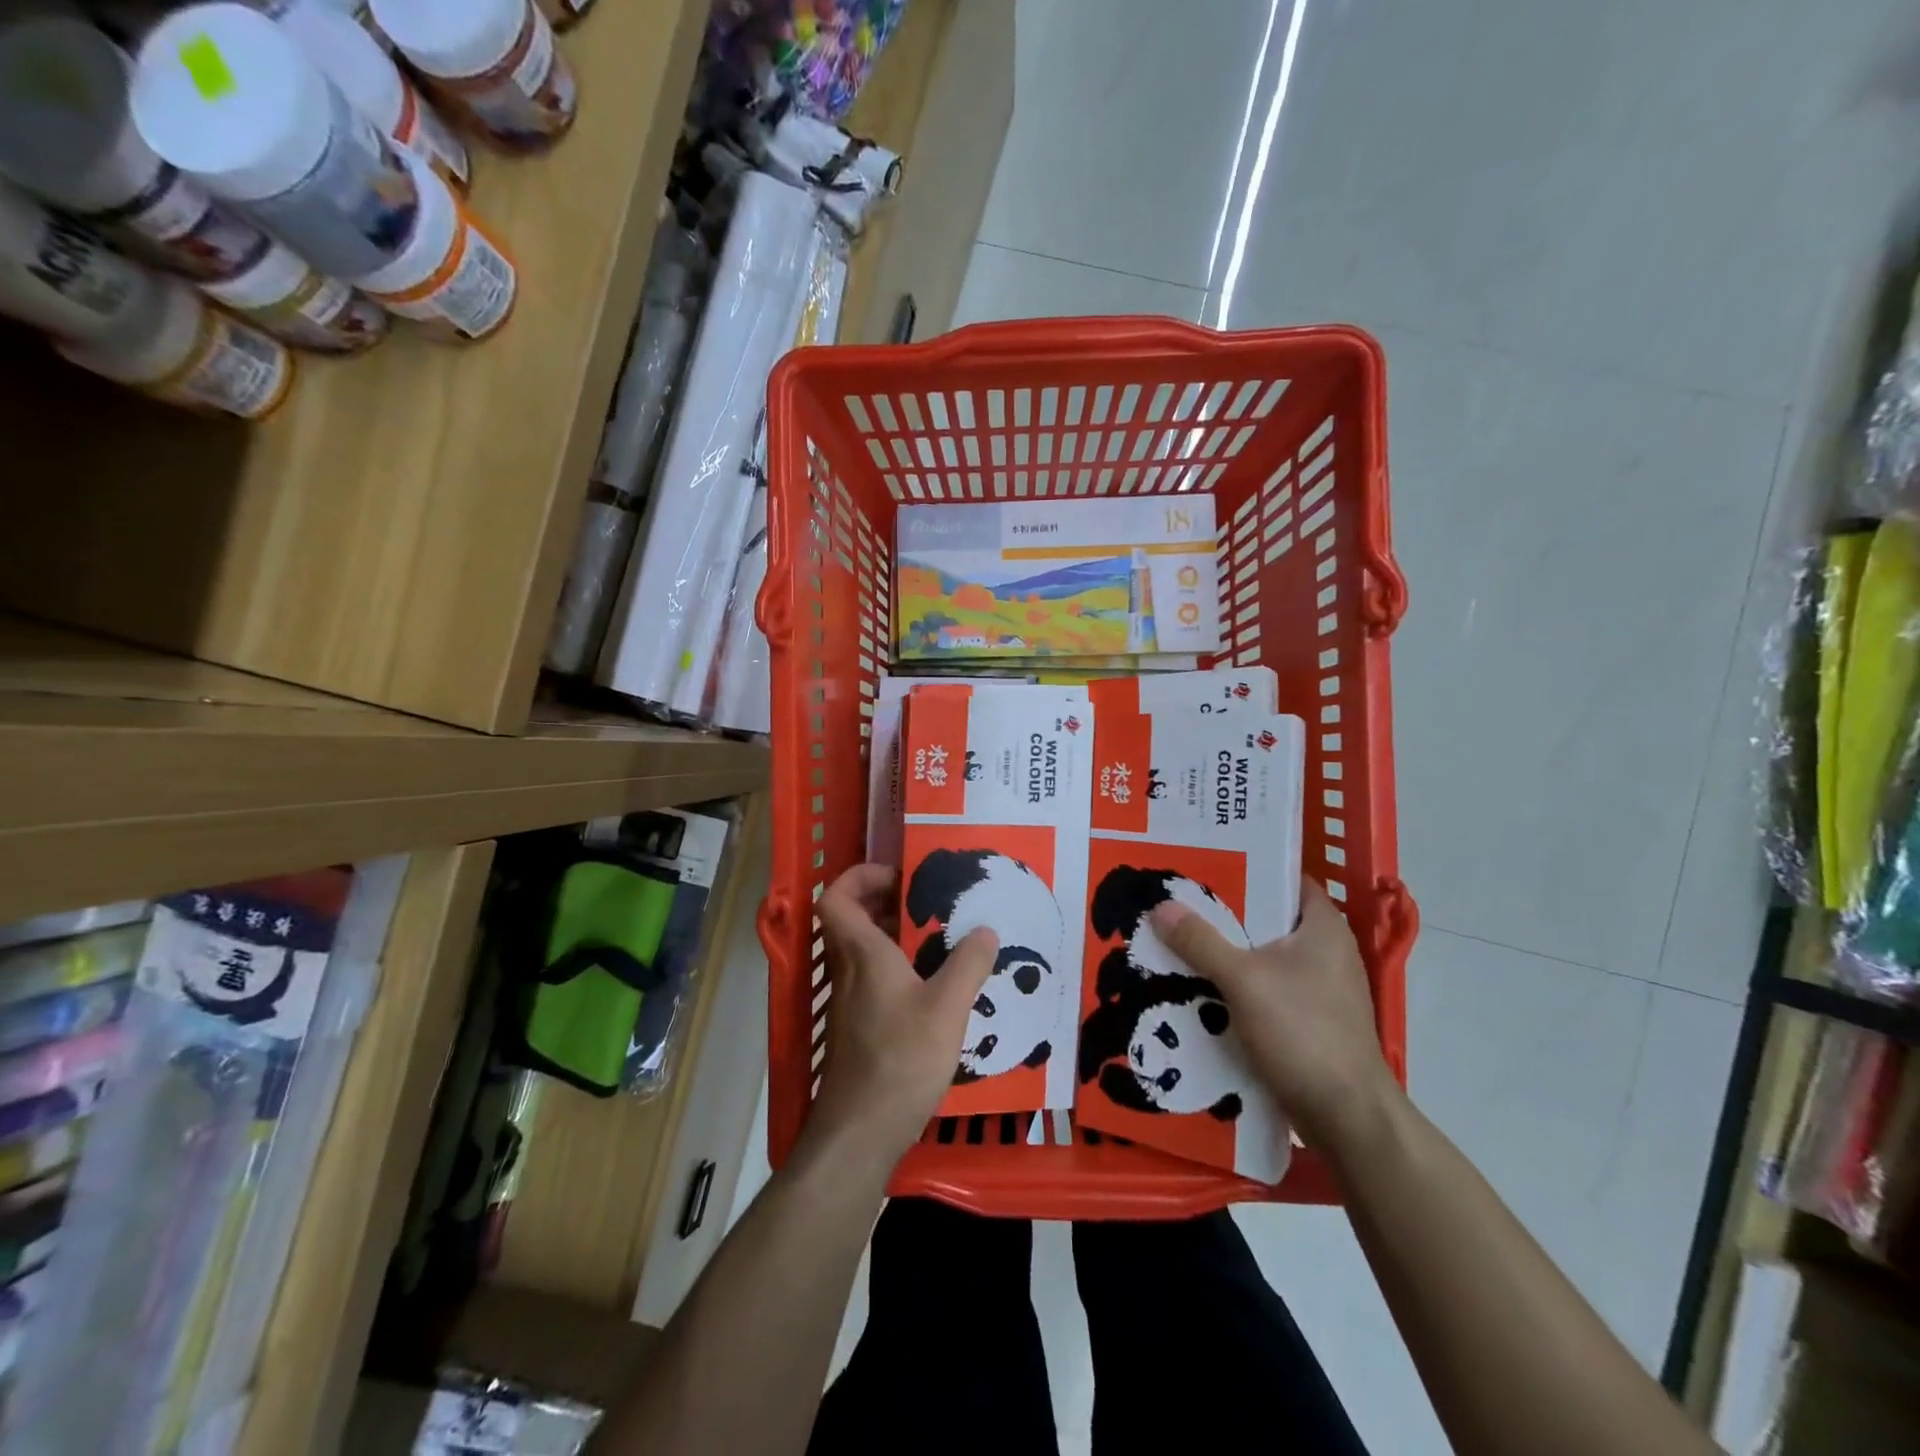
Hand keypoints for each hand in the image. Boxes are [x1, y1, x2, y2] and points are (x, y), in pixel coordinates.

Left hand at [803, 864, 998, 1173]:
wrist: (860, 1133)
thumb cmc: (901, 1060)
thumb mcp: (948, 1008)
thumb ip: (968, 964)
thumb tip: (985, 930)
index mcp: (863, 954)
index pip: (836, 897)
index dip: (859, 877)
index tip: (899, 877)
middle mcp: (848, 971)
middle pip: (851, 920)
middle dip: (885, 903)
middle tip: (927, 904)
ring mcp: (849, 1002)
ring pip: (862, 951)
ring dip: (892, 937)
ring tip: (938, 941)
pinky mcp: (857, 1028)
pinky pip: (871, 980)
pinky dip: (896, 970)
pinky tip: (932, 989)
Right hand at [1150, 878, 1397, 1156]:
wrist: (1346, 1117)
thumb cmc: (1304, 1033)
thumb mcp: (1243, 980)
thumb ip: (1201, 941)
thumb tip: (1160, 906)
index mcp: (1324, 927)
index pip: (1286, 879)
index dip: (1248, 867)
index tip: (1205, 863)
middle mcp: (1326, 952)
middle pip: (1268, 919)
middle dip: (1224, 913)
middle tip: (1178, 901)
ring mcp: (1320, 990)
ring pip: (1263, 957)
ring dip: (1226, 953)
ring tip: (1179, 940)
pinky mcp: (1310, 1022)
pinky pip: (1265, 990)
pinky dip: (1236, 986)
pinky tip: (1200, 987)